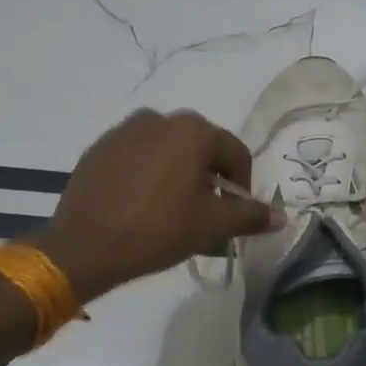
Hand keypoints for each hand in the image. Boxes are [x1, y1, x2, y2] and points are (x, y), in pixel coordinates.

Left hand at [38, 109, 277, 303]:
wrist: (84, 247)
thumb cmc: (158, 230)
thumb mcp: (212, 226)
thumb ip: (250, 216)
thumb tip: (282, 216)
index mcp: (193, 130)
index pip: (236, 154)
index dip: (242, 187)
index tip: (234, 215)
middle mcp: (160, 119)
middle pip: (201, 150)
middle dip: (210, 181)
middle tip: (205, 216)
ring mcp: (125, 130)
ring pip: (168, 152)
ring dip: (179, 176)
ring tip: (173, 212)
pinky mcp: (99, 148)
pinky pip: (137, 157)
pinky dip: (148, 176)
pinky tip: (141, 206)